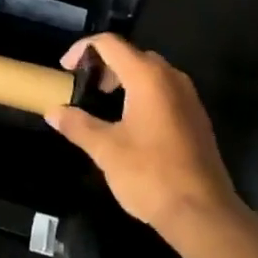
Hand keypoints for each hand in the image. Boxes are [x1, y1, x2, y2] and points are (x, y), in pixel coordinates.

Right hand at [47, 34, 243, 244]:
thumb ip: (77, 125)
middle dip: (104, 65)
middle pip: (132, 55)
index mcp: (147, 77)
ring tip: (103, 104)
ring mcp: (188, 97)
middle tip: (84, 87)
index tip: (65, 69)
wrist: (203, 214)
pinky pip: (164, 91)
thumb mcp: (105, 149)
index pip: (110, 43)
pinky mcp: (197, 118)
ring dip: (124, 80)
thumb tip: (53, 112)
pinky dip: (142, 94)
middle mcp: (171, 78)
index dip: (82, 49)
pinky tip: (130, 123)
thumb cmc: (150, 174)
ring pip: (150, 73)